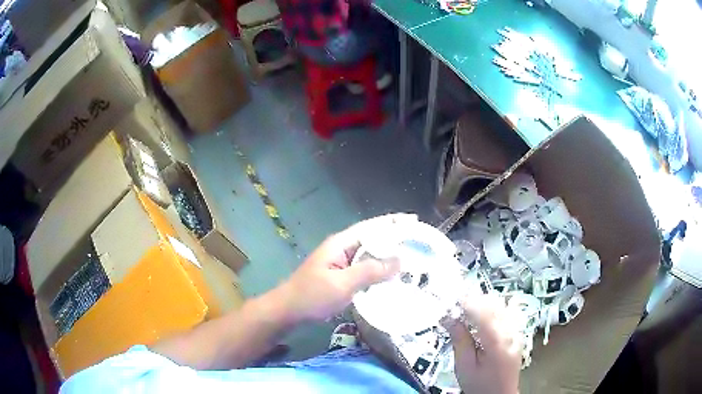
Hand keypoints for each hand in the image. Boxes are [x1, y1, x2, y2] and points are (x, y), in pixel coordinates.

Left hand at [275, 214, 416, 322]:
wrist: (289, 311)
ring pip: (370, 256)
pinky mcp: (342, 278)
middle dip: (394, 240)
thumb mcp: (342, 284)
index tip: (414, 221)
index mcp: (341, 244)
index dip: (392, 223)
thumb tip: (400, 260)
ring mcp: (342, 264)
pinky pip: (365, 270)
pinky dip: (379, 272)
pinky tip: (392, 279)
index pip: (371, 227)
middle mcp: (342, 250)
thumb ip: (370, 271)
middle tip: (419, 243)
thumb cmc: (312, 295)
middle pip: (372, 240)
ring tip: (412, 260)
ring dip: (388, 257)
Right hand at [442, 293, 521, 393]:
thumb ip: (459, 340)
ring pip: (502, 306)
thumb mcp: (464, 366)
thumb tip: (448, 318)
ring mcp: (517, 332)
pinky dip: (492, 309)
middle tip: (455, 305)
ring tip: (466, 309)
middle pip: (494, 305)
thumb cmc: (479, 385)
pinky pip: (506, 312)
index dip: (468, 303)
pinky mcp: (517, 333)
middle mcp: (511, 332)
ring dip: (483, 303)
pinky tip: (481, 315)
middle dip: (474, 301)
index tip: (452, 300)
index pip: (483, 313)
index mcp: (498, 342)